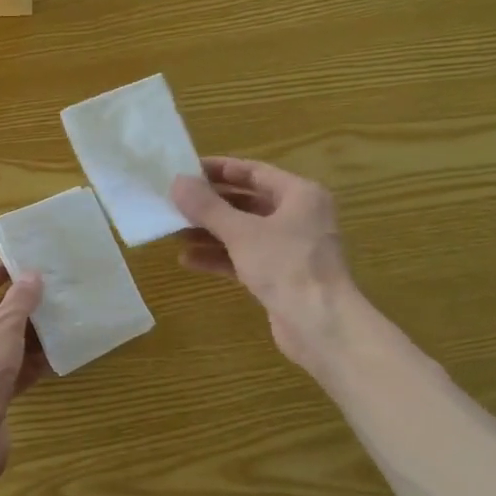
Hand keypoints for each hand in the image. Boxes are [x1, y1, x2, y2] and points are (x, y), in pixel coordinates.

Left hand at [0, 261, 46, 470]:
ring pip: (6, 345)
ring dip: (30, 335)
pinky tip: (57, 357)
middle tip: (51, 291)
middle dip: (21, 306)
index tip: (23, 262)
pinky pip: (14, 372)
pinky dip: (32, 364)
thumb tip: (32, 276)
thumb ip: (18, 301)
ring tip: (61, 320)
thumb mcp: (1, 328)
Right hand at [171, 156, 351, 370]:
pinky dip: (219, 257)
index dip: (219, 169)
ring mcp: (290, 249)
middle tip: (175, 202)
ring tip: (174, 231)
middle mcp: (298, 217)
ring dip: (210, 232)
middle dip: (210, 205)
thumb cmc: (286, 266)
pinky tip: (188, 260)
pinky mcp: (280, 277)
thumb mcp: (241, 232)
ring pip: (243, 232)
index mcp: (299, 195)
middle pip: (247, 202)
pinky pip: (245, 258)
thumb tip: (177, 181)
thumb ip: (207, 206)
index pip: (254, 172)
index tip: (186, 170)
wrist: (321, 326)